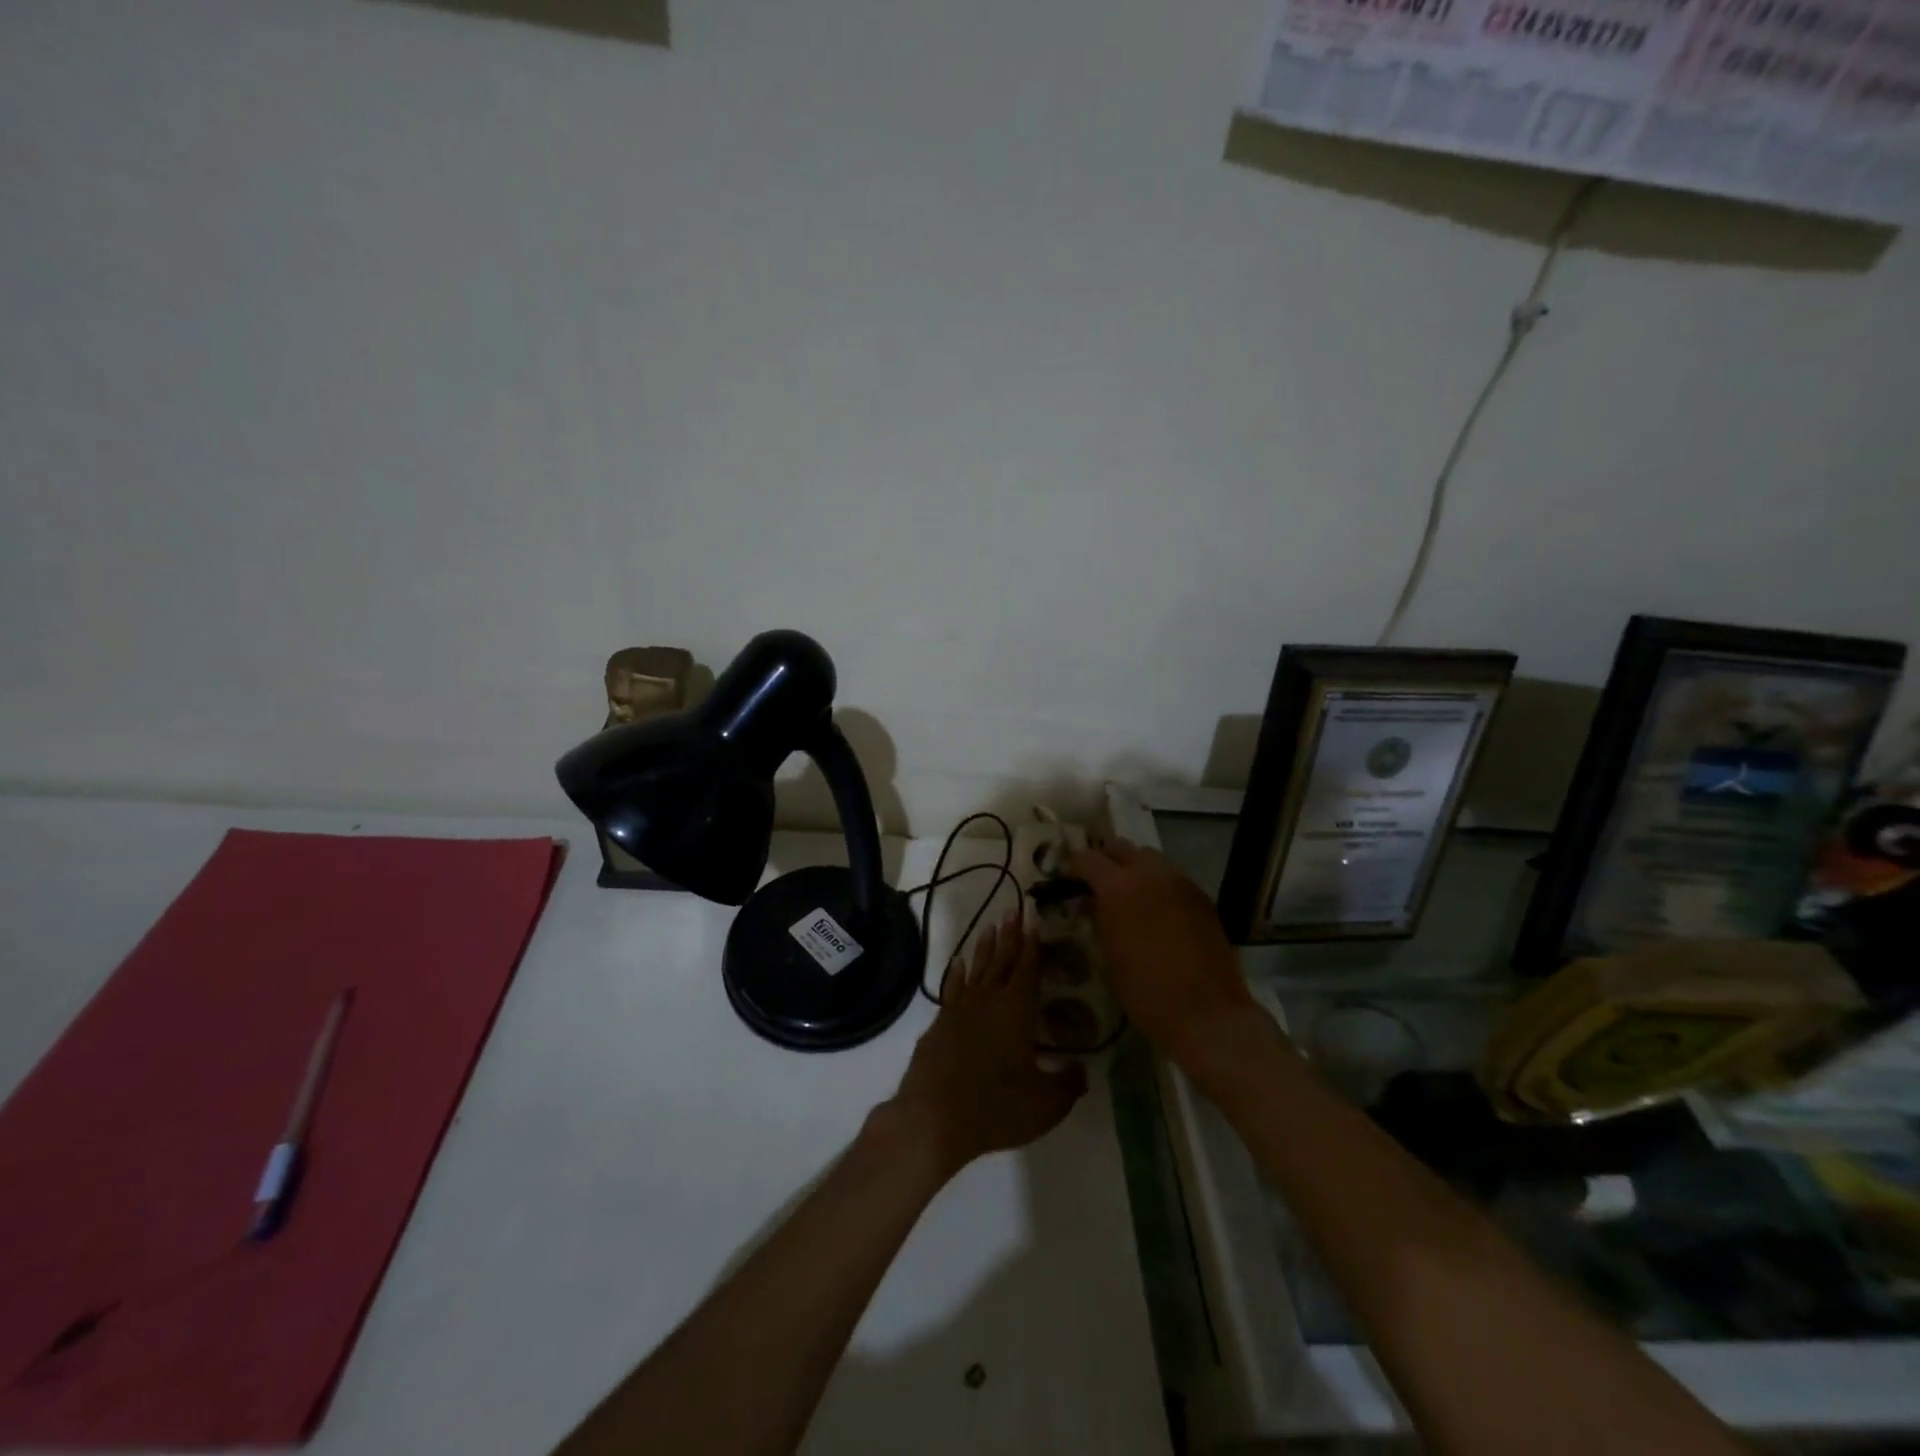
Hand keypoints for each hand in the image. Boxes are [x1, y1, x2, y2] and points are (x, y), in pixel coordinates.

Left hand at [887, 916, 1085, 1174]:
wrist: (933, 1118)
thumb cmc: (995, 1107)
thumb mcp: (1045, 1104)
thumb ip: (1067, 1084)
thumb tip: (1082, 1070)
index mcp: (1016, 1010)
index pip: (1028, 969)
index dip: (1033, 945)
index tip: (1034, 921)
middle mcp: (988, 1000)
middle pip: (1002, 960)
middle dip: (1010, 935)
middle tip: (1014, 910)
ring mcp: (959, 1009)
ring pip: (976, 968)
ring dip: (985, 946)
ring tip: (991, 925)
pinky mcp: (939, 1023)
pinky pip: (953, 987)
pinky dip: (957, 972)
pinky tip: (958, 962)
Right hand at [1067, 839, 1257, 1061]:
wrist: (1206, 1013)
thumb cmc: (1145, 991)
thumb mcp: (1109, 954)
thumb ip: (1098, 918)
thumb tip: (1090, 902)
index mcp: (1119, 886)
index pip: (1087, 858)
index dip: (1074, 867)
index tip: (1068, 882)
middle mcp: (1150, 873)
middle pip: (1121, 847)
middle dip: (1105, 861)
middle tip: (1097, 884)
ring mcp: (1180, 882)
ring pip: (1150, 858)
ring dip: (1134, 869)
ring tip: (1128, 896)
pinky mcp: (1202, 896)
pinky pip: (1172, 877)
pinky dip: (1158, 885)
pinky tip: (1156, 912)